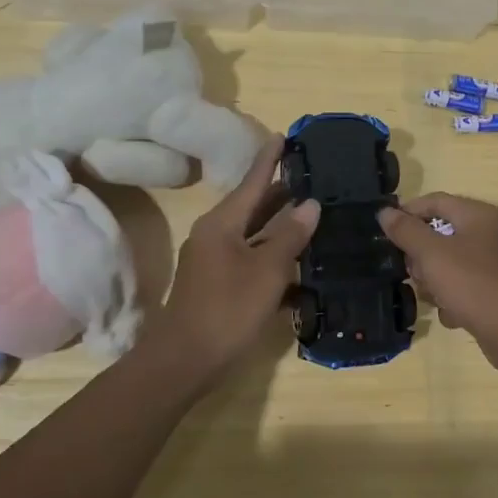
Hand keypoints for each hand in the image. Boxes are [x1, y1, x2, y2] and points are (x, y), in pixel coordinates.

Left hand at [144, 136, 320, 383]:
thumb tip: (309, 204)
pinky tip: (300, 269)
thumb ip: (289, 235)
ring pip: (254, 236)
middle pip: (253, 207)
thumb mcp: (267, 271)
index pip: (252, 182)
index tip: (283, 136)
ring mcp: (214, 263)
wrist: (184, 361)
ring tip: (313, 216)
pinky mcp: (218, 287)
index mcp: (222, 224)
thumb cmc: (227, 309)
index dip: (269, 160)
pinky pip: (251, 262)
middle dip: (281, 194)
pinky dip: (273, 260)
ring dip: (281, 228)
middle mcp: (215, 236)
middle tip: (312, 178)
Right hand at [379, 193, 497, 376]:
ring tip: (433, 297)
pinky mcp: (495, 289)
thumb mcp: (432, 255)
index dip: (408, 212)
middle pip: (440, 233)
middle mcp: (488, 233)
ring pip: (448, 262)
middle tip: (413, 273)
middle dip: (420, 255)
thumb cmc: (473, 285)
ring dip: (434, 280)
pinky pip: (462, 286)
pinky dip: (452, 298)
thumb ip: (406, 231)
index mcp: (477, 215)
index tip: (386, 233)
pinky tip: (452, 314)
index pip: (435, 200)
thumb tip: (385, 212)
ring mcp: (493, 262)